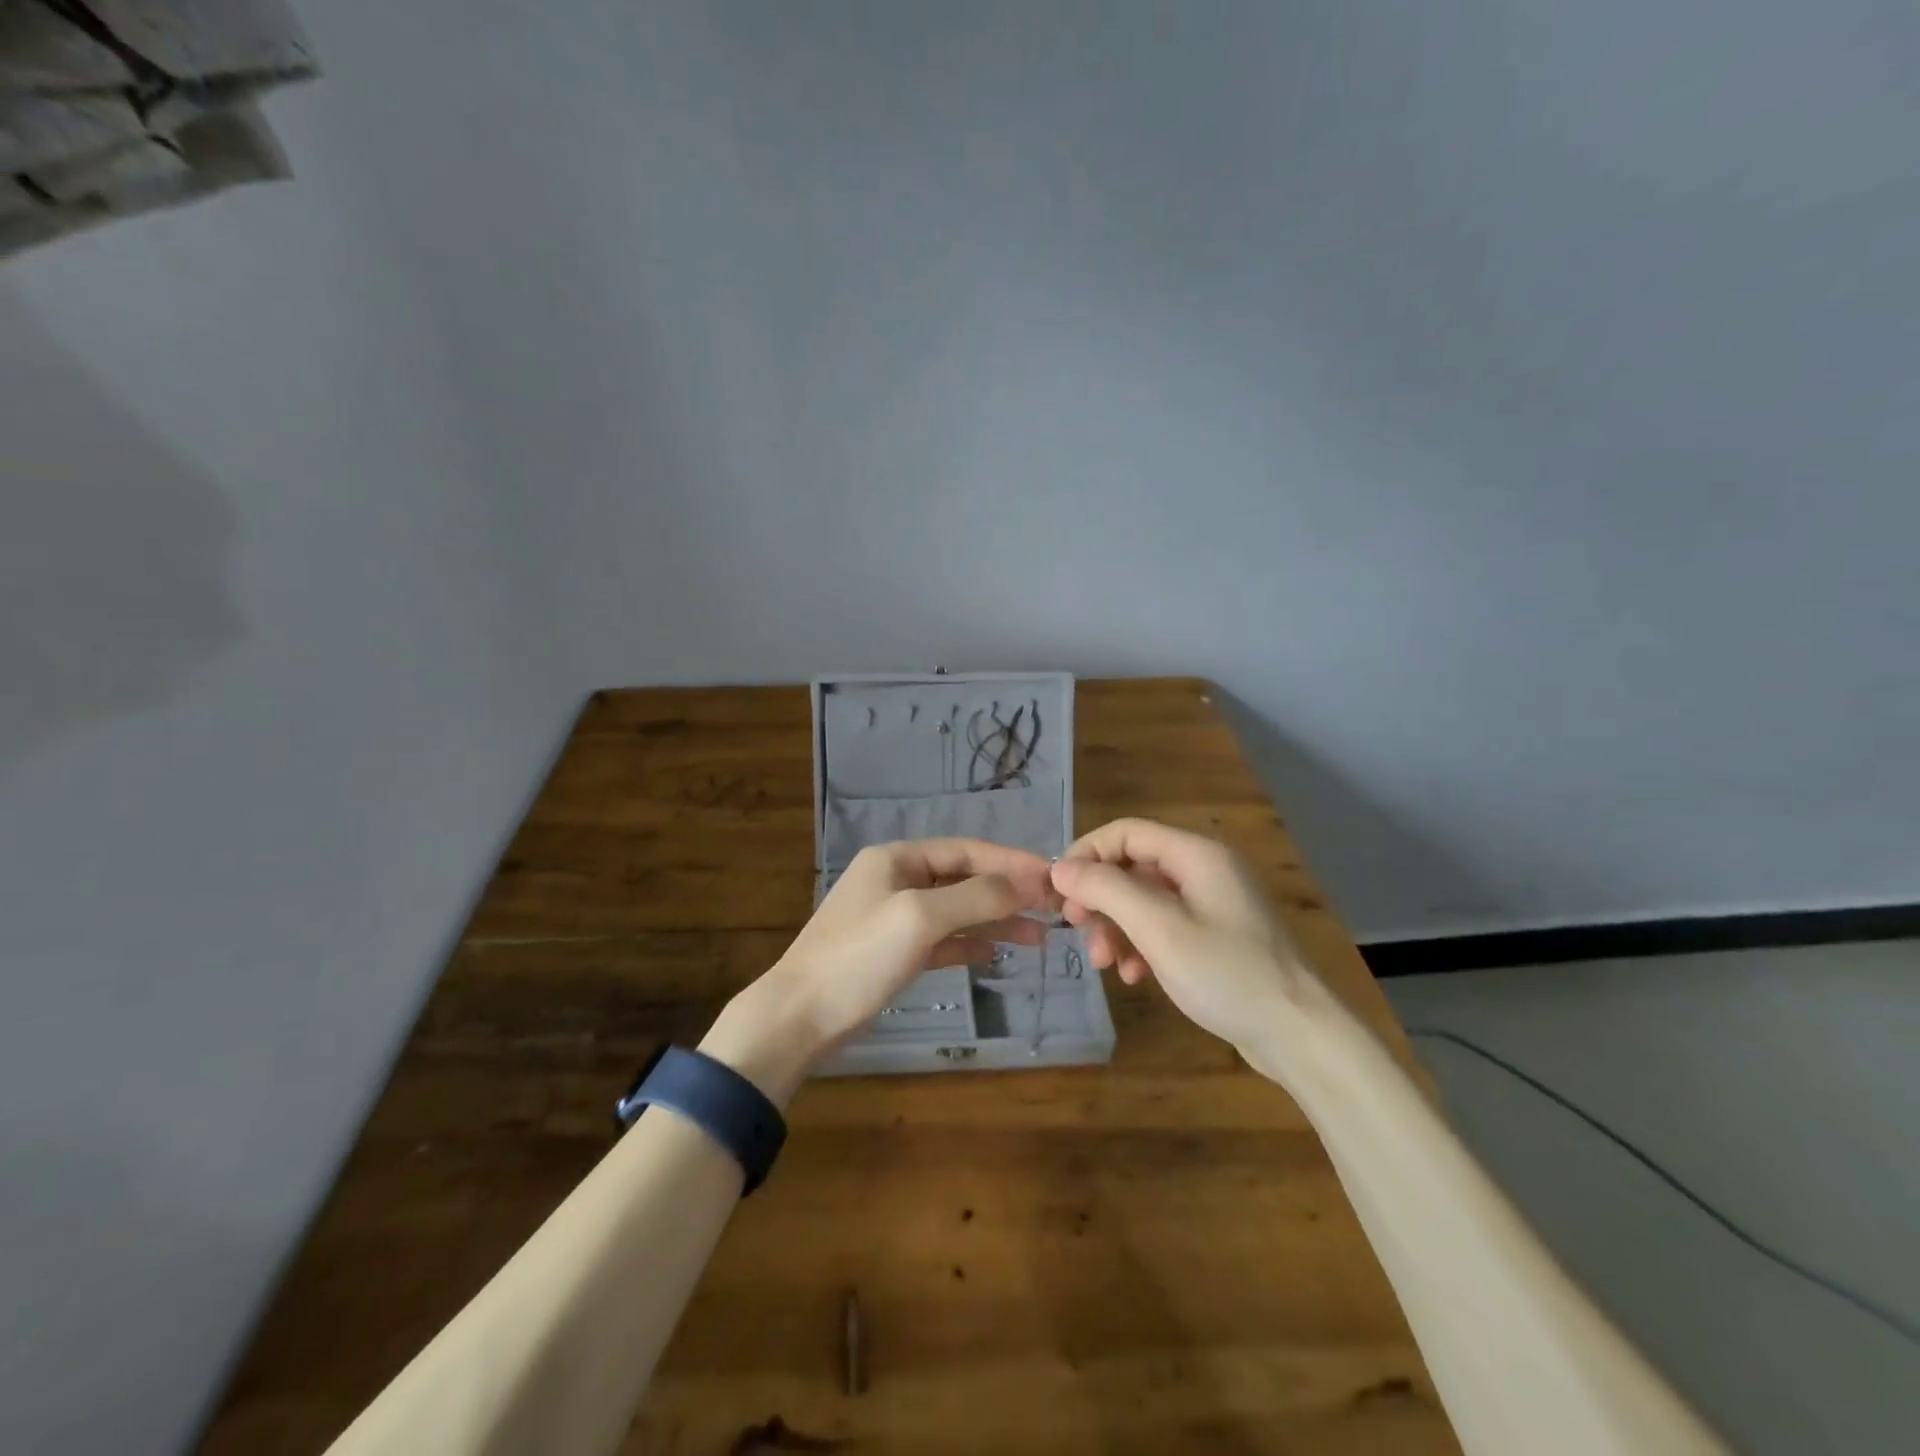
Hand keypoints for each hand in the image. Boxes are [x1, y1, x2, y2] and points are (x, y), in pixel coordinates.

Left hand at [703, 839, 1054, 1099]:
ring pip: (957, 910)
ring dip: (996, 919)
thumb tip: (1025, 884)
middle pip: (964, 878)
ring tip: (1039, 935)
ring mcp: (895, 916)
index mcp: (897, 859)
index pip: (966, 850)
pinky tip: (996, 953)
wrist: (799, 1017)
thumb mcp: (919, 918)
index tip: (1053, 876)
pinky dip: (969, 943)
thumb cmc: (858, 957)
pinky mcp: (894, 952)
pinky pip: (942, 939)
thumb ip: (975, 897)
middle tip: (1053, 908)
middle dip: (1007, 892)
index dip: (1011, 862)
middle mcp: (897, 879)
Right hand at [1051, 818, 1330, 1060]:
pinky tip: (1134, 975)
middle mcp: (1204, 870)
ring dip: (1117, 927)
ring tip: (1104, 964)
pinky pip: (1164, 927)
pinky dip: (1141, 945)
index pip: (1125, 832)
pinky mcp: (1215, 937)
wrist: (1299, 1035)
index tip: (1060, 891)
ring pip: (1144, 900)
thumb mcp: (1158, 928)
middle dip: (1100, 898)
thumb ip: (1106, 890)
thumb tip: (1060, 868)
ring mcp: (1212, 904)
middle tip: (1077, 929)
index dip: (1087, 854)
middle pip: (1133, 867)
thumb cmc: (1226, 973)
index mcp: (1196, 854)